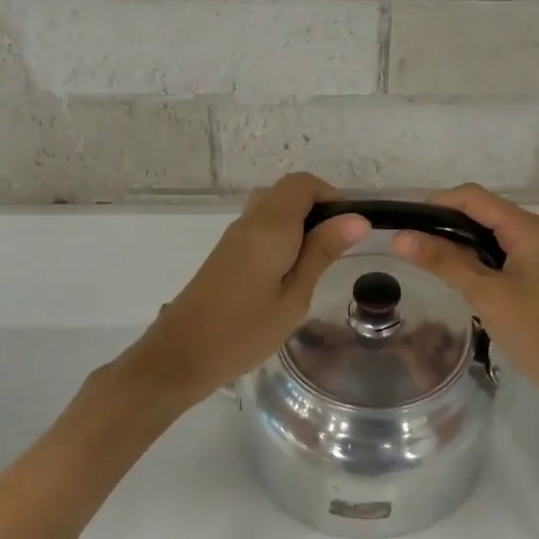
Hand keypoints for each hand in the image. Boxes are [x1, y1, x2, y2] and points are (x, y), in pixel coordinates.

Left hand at [116, 173, 367, 410]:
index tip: (349, 227)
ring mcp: (234, 236)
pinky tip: (288, 270)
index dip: (330, 195)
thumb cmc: (245, 330)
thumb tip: (356, 218)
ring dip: (298, 222)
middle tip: (335, 246)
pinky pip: (259, 225)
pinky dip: (281, 234)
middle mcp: (250, 221)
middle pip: (287, 191)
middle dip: (316, 208)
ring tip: (315, 259)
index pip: (302, 184)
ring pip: (272, 207)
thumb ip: (321, 252)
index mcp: (270, 226)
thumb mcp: (295, 296)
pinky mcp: (225, 252)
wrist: (182, 354)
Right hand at [390, 185, 538, 432]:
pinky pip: (505, 254)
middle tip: (412, 249)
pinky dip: (480, 260)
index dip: (437, 204)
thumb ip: (444, 262)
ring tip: (429, 264)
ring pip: (493, 235)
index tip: (405, 225)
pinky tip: (461, 280)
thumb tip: (400, 237)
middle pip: (484, 212)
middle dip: (447, 224)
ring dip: (462, 244)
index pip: (474, 197)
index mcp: (530, 228)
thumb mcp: (486, 295)